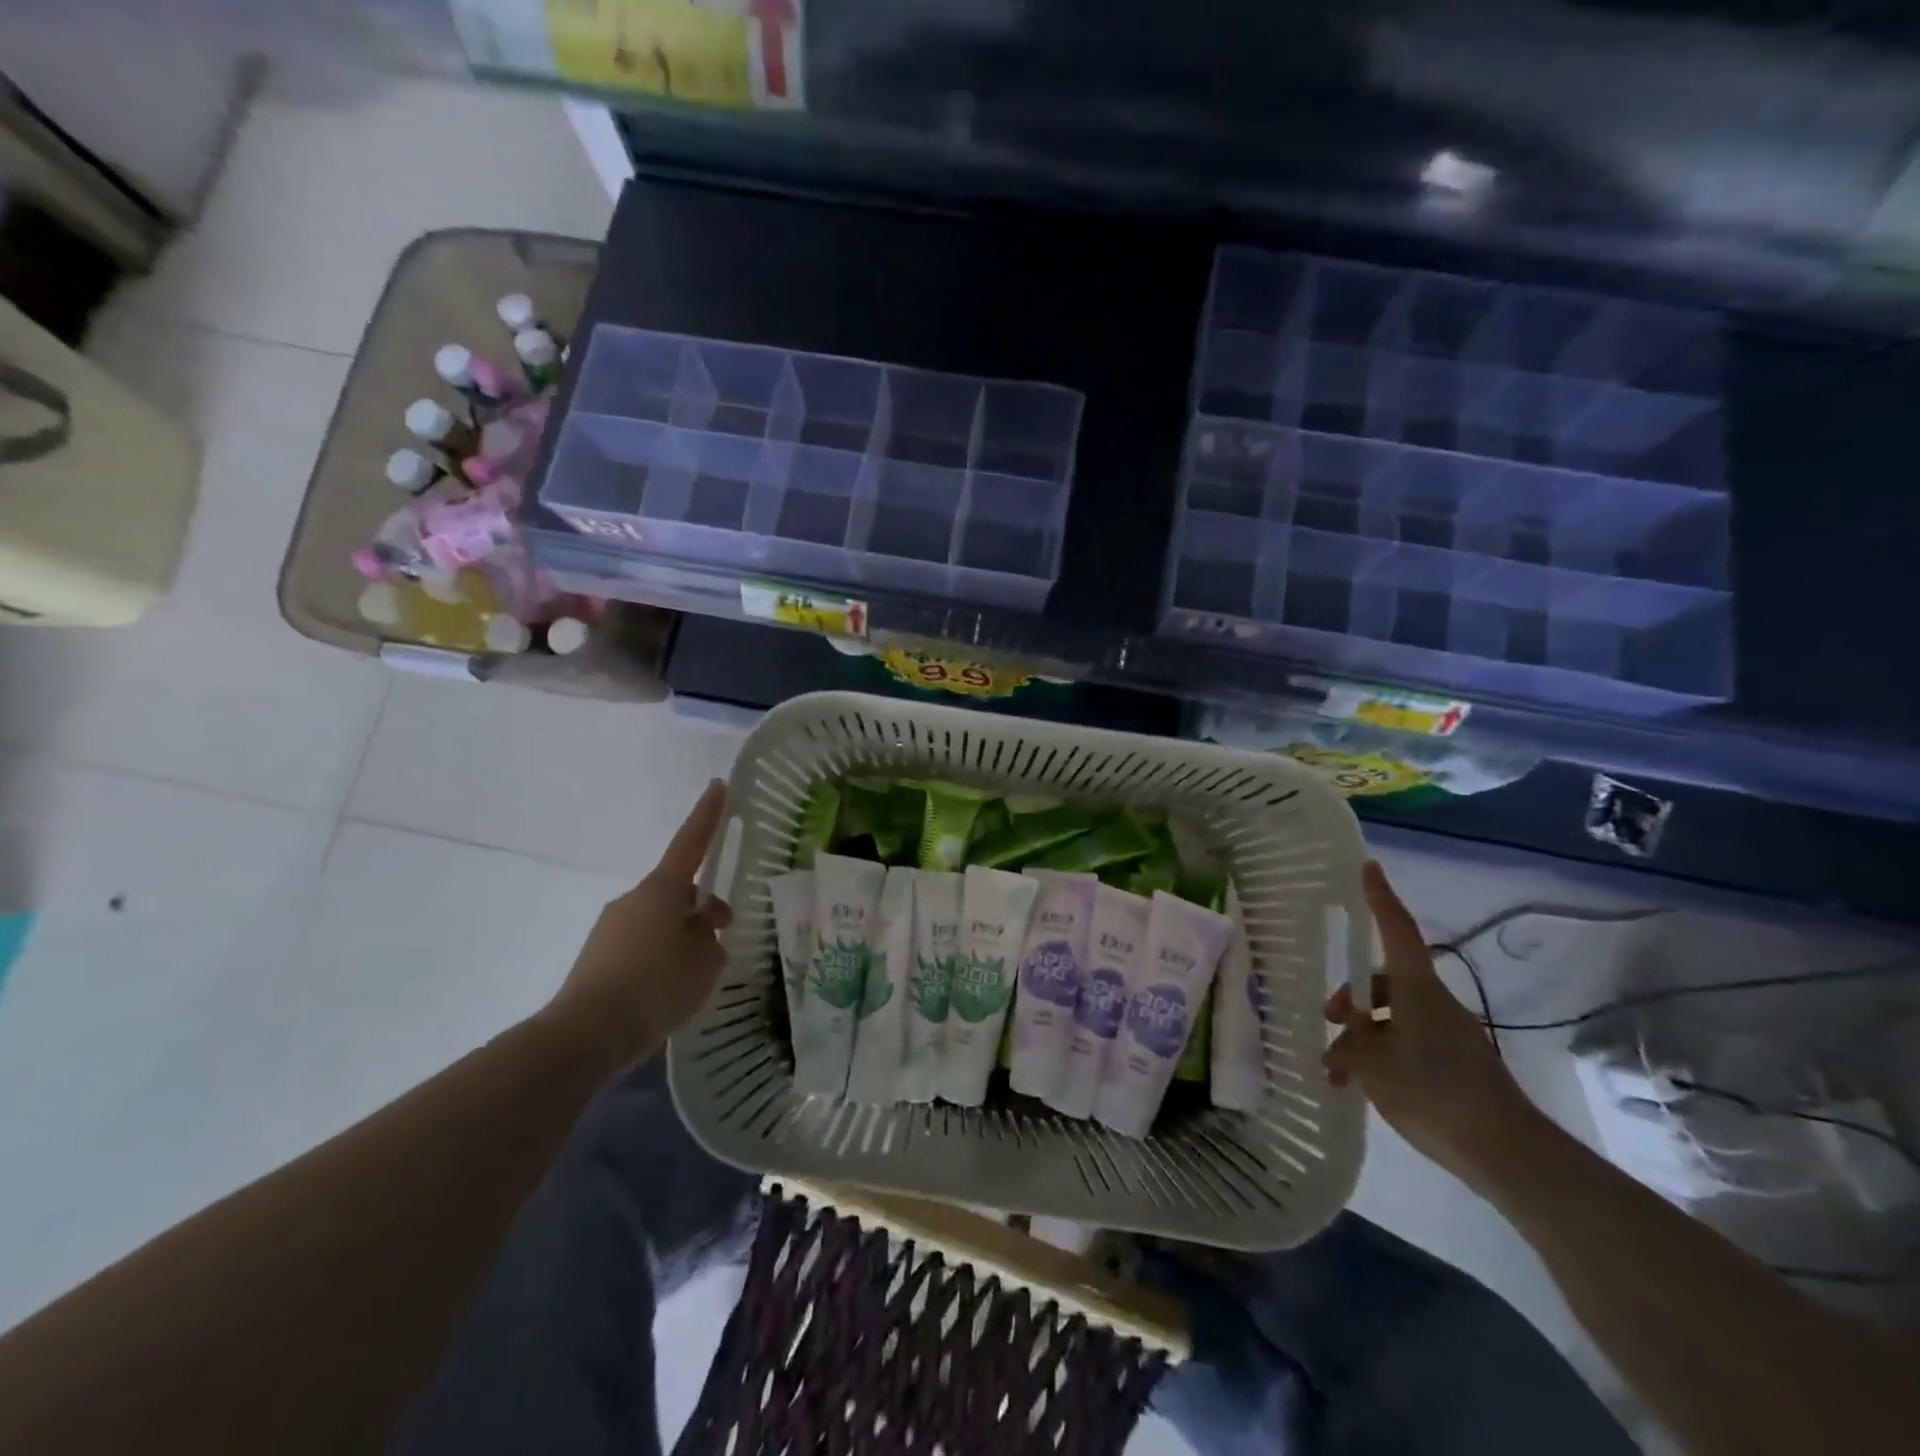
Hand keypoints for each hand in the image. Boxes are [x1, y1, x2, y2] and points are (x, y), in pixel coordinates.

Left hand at [544, 778, 732, 1068]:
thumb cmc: (654, 987)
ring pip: (660, 919)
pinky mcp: (598, 956)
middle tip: (725, 931)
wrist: (583, 1035)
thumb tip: (702, 931)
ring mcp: (611, 927)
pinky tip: (669, 988)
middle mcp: (633, 900)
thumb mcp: (703, 963)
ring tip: (698, 973)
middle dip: (702, 906)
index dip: (708, 815)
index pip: (691, 843)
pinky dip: (660, 955)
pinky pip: (641, 943)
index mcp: (661, 891)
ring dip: (681, 934)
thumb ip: (710, 940)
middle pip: (677, 891)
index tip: (718, 785)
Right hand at [1324, 861, 1539, 1188]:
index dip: (1380, 897)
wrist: (1508, 1152)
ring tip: (1336, 1070)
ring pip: (1393, 1018)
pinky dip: (1381, 1057)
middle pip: (1386, 981)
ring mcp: (1448, 1036)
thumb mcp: (1372, 1064)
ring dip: (1362, 1036)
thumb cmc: (1433, 1091)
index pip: (1396, 930)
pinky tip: (1361, 1088)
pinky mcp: (1455, 1066)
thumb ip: (1349, 1044)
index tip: (1369, 866)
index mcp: (1417, 990)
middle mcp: (1434, 1004)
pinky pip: (1407, 1045)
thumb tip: (1341, 1040)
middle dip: (1352, 995)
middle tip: (1327, 1018)